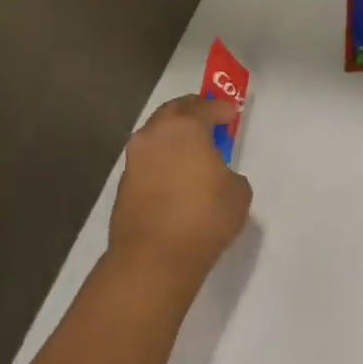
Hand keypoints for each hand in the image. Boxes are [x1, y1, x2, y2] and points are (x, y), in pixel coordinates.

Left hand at [108, 95, 252, 278]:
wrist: (155, 255)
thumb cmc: (205, 216)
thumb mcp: (237, 191)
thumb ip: (228, 173)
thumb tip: (216, 176)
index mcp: (185, 128)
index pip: (204, 107)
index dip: (221, 107)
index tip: (231, 111)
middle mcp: (154, 136)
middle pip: (172, 111)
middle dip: (191, 110)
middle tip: (207, 118)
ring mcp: (134, 160)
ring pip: (155, 135)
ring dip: (173, 136)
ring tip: (192, 150)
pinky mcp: (125, 184)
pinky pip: (148, 160)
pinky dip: (163, 160)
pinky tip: (177, 176)